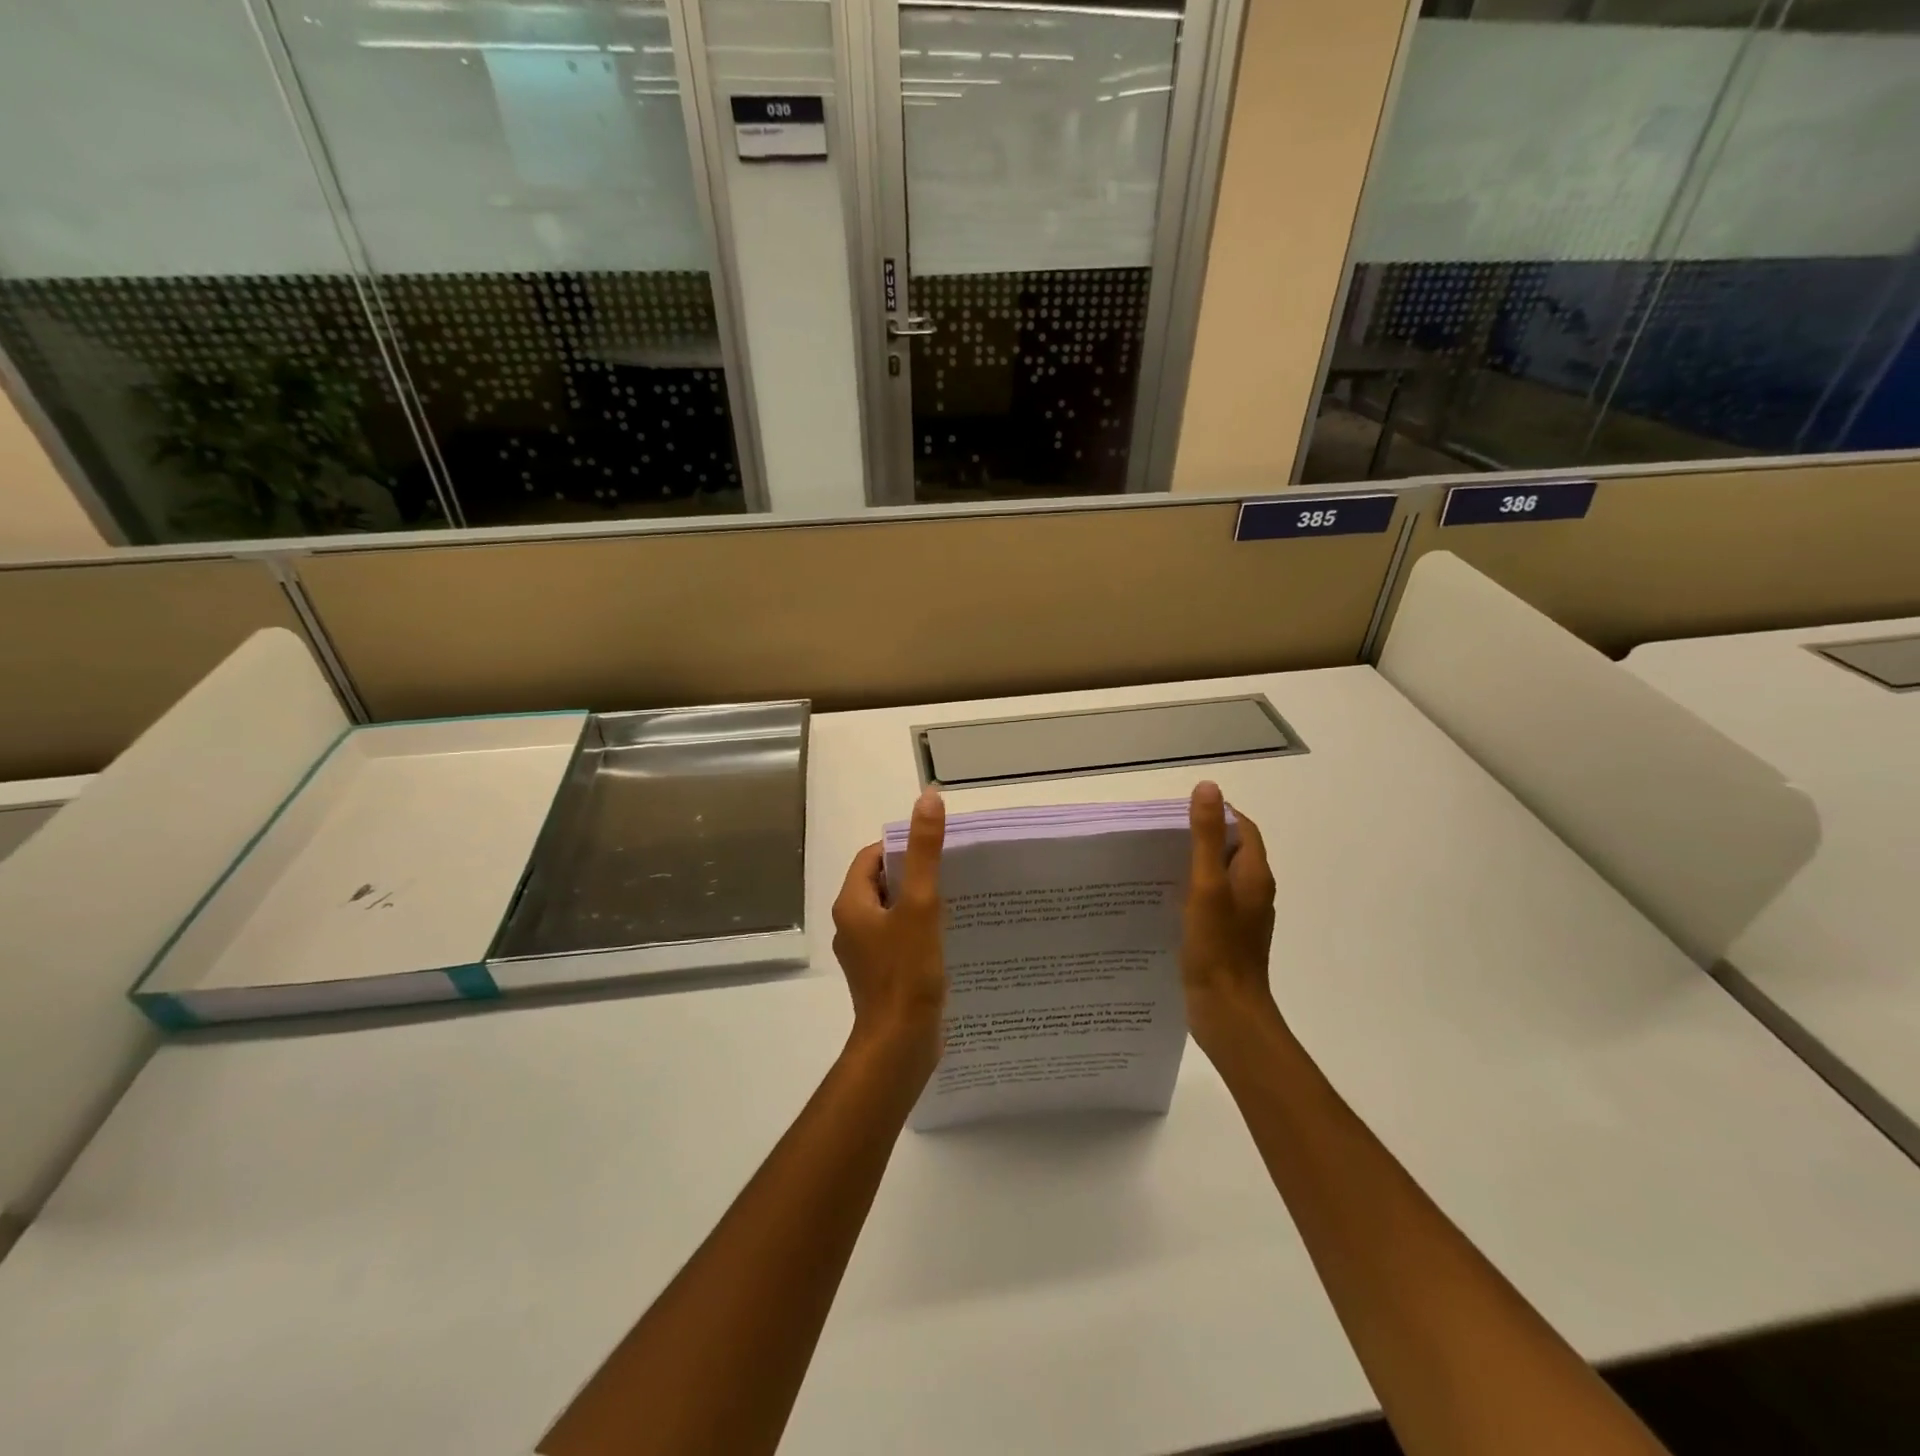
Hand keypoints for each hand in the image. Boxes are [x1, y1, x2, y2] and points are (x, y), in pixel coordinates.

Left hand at [831, 788, 946, 1079]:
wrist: (900, 1045)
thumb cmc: (907, 972)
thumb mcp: (921, 904)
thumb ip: (924, 852)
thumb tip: (927, 798)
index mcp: (852, 904)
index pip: (872, 857)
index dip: (902, 847)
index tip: (937, 850)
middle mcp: (852, 924)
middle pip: (883, 882)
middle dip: (915, 874)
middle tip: (953, 872)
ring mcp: (866, 952)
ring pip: (894, 912)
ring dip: (920, 903)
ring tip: (957, 900)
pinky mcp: (882, 974)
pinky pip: (900, 938)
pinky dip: (921, 930)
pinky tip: (949, 937)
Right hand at [1182, 781, 1280, 1055]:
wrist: (1227, 1013)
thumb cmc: (1217, 947)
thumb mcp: (1206, 885)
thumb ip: (1205, 837)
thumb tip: (1208, 787)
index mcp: (1254, 874)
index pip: (1242, 827)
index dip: (1216, 813)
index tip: (1178, 813)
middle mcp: (1252, 891)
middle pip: (1229, 850)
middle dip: (1199, 837)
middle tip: (1159, 836)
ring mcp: (1240, 917)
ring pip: (1218, 877)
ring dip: (1192, 865)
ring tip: (1154, 863)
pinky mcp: (1225, 937)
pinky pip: (1209, 902)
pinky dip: (1190, 892)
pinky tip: (1162, 900)